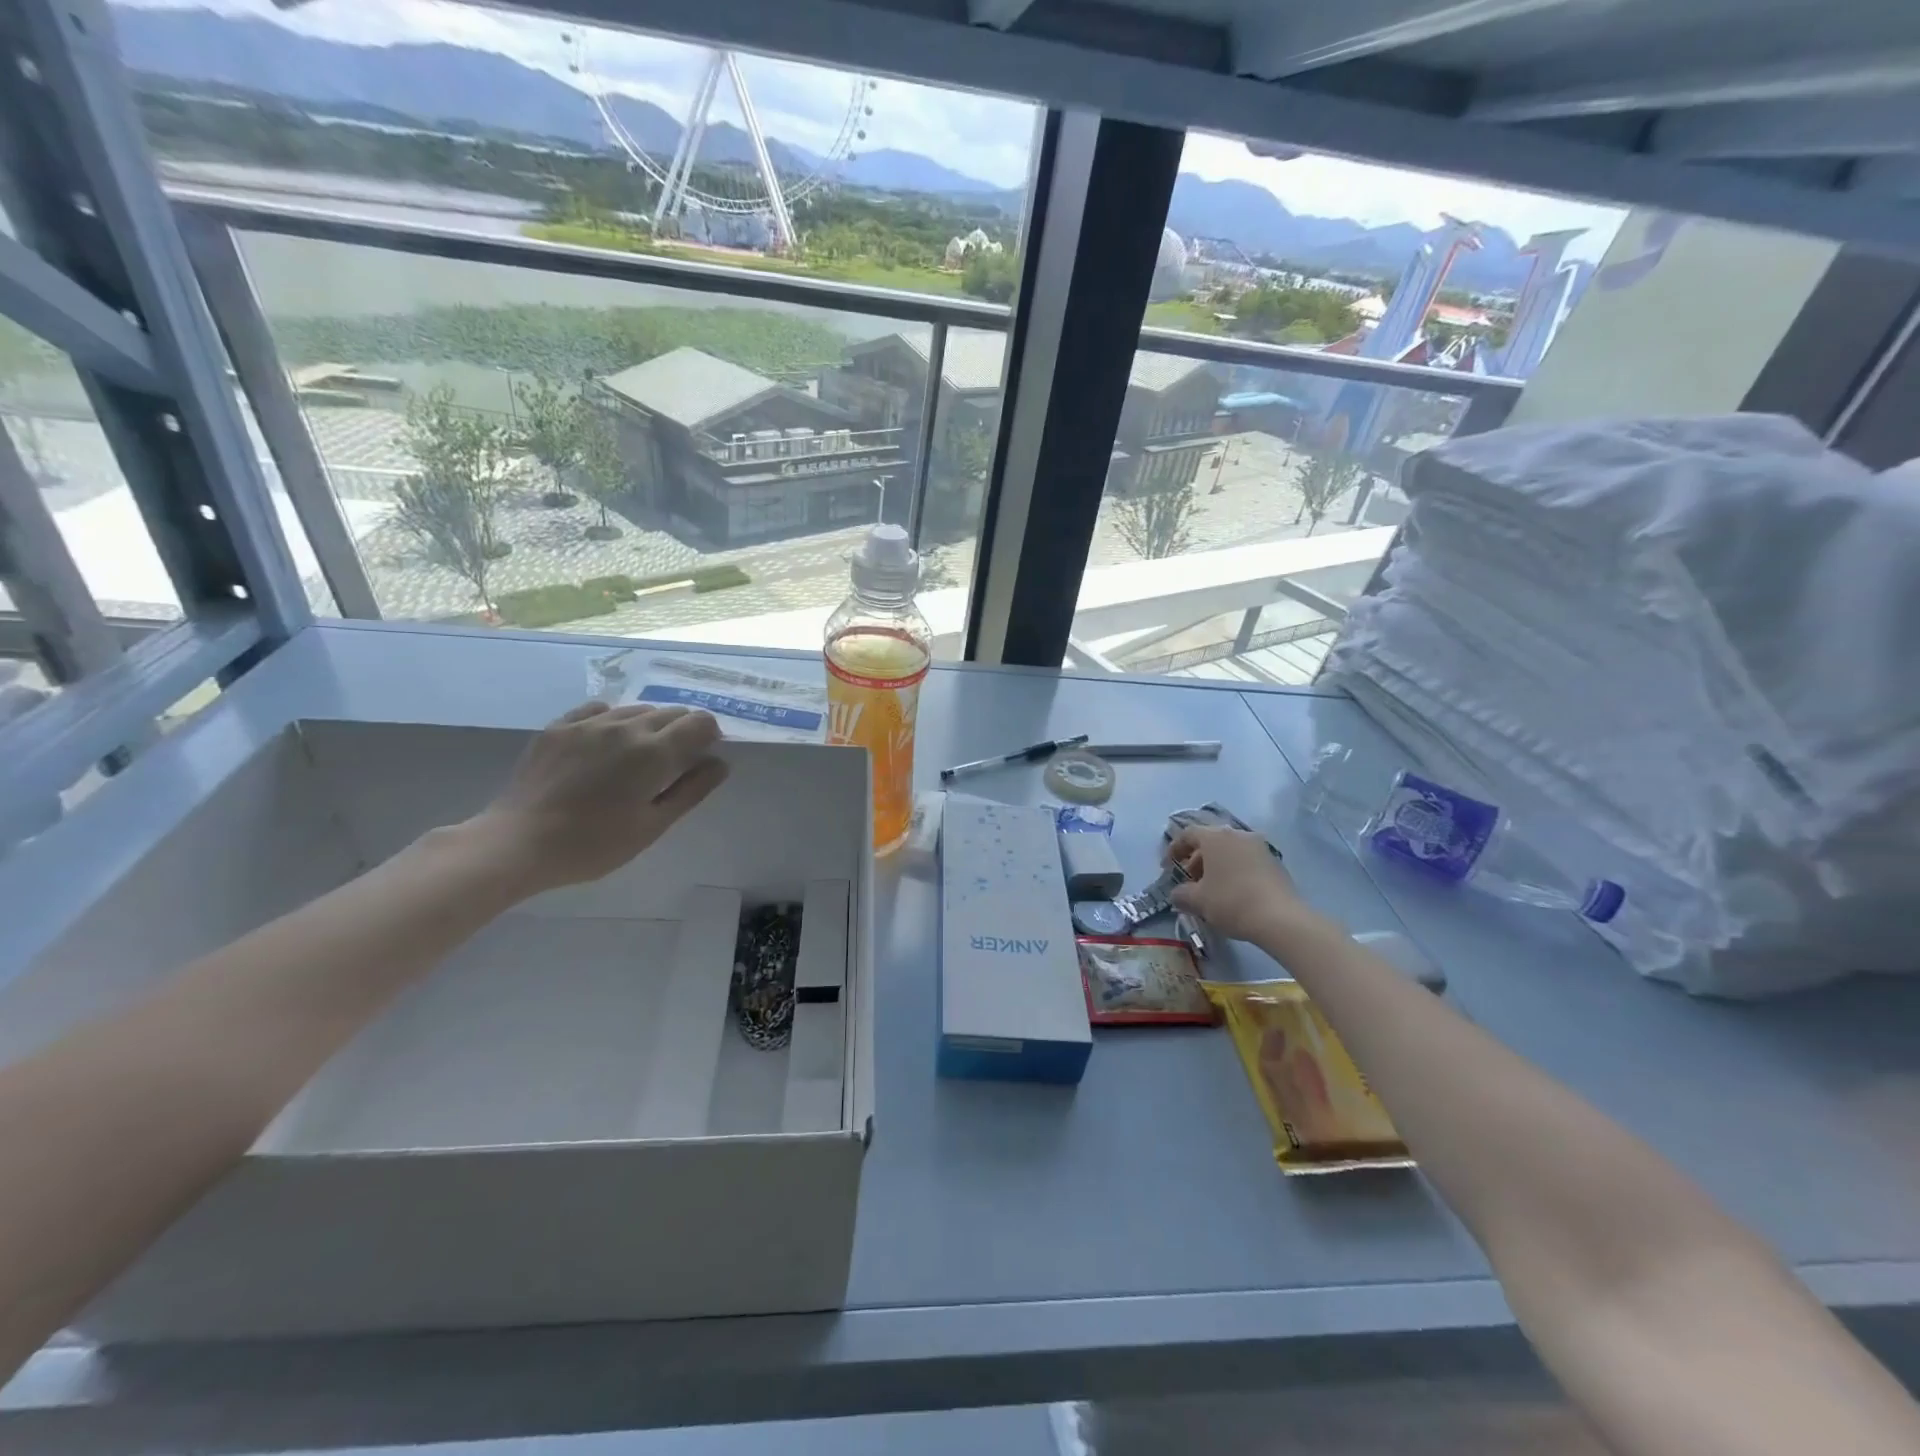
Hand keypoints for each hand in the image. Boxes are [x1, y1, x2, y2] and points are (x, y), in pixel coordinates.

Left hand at [471, 701, 728, 894]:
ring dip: (650, 725)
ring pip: (636, 709)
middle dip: (683, 730)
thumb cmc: (594, 844)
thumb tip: (719, 763)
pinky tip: (607, 741)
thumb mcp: (652, 825)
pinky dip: (615, 719)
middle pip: (671, 712)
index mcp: (654, 752)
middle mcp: (626, 726)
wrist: (518, 842)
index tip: (703, 756)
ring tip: (639, 754)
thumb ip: (691, 791)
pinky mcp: (560, 726)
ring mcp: (589, 723)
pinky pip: (600, 709)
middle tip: (673, 762)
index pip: (699, 723)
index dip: (710, 735)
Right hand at [1166, 825, 1313, 943]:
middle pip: (1210, 841)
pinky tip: (1232, 892)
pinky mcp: (1274, 862)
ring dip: (1215, 865)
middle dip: (1195, 859)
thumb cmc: (1231, 902)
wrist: (1280, 918)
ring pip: (1229, 851)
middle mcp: (1238, 834)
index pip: (1188, 834)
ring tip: (1210, 889)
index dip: (1174, 849)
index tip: (1167, 867)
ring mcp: (1259, 846)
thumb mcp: (1198, 900)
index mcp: (1216, 837)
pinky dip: (1233, 870)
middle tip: (1189, 880)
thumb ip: (1181, 894)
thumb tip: (1177, 894)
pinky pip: (1245, 860)